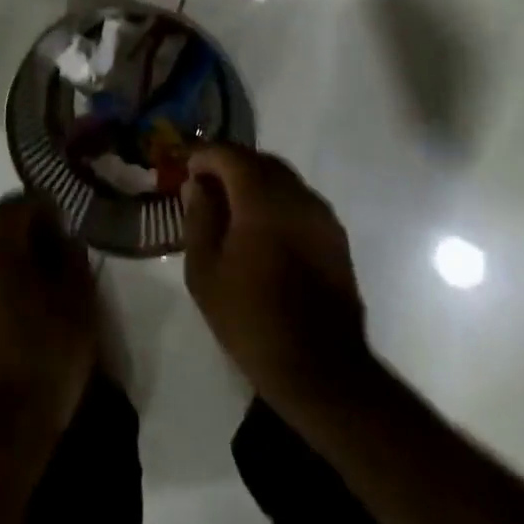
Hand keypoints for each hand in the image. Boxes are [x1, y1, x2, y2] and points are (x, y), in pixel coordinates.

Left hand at [0, 194, 97, 451]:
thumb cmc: (44, 355)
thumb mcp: (77, 299)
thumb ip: (71, 254)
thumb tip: (62, 235)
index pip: (24, 202)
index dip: (53, 211)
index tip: (74, 232)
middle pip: (3, 222)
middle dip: (34, 230)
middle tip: (66, 256)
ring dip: (17, 254)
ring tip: (49, 283)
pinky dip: (2, 276)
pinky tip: (26, 304)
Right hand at [182, 145, 370, 411]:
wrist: (321, 369)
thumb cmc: (251, 319)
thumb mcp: (205, 271)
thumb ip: (198, 218)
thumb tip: (197, 185)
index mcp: (262, 199)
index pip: (230, 154)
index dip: (205, 155)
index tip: (188, 169)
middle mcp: (297, 196)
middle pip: (260, 161)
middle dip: (231, 165)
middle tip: (207, 185)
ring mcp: (322, 216)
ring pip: (284, 180)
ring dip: (256, 182)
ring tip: (233, 208)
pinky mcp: (336, 238)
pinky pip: (300, 202)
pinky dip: (277, 202)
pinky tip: (263, 229)